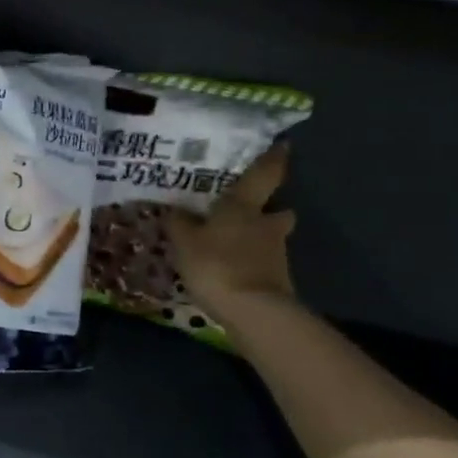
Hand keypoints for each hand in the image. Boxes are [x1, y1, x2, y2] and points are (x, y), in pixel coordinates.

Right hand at [170, 144, 298, 309]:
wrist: (254, 312)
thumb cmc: (217, 264)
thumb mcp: (185, 242)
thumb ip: (179, 223)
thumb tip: (174, 209)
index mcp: (245, 205)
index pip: (265, 174)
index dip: (274, 159)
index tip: (282, 146)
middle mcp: (267, 224)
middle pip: (278, 210)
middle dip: (271, 209)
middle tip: (254, 210)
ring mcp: (277, 254)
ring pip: (271, 238)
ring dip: (260, 239)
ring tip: (236, 245)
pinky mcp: (278, 281)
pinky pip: (264, 264)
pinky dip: (253, 264)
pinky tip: (235, 271)